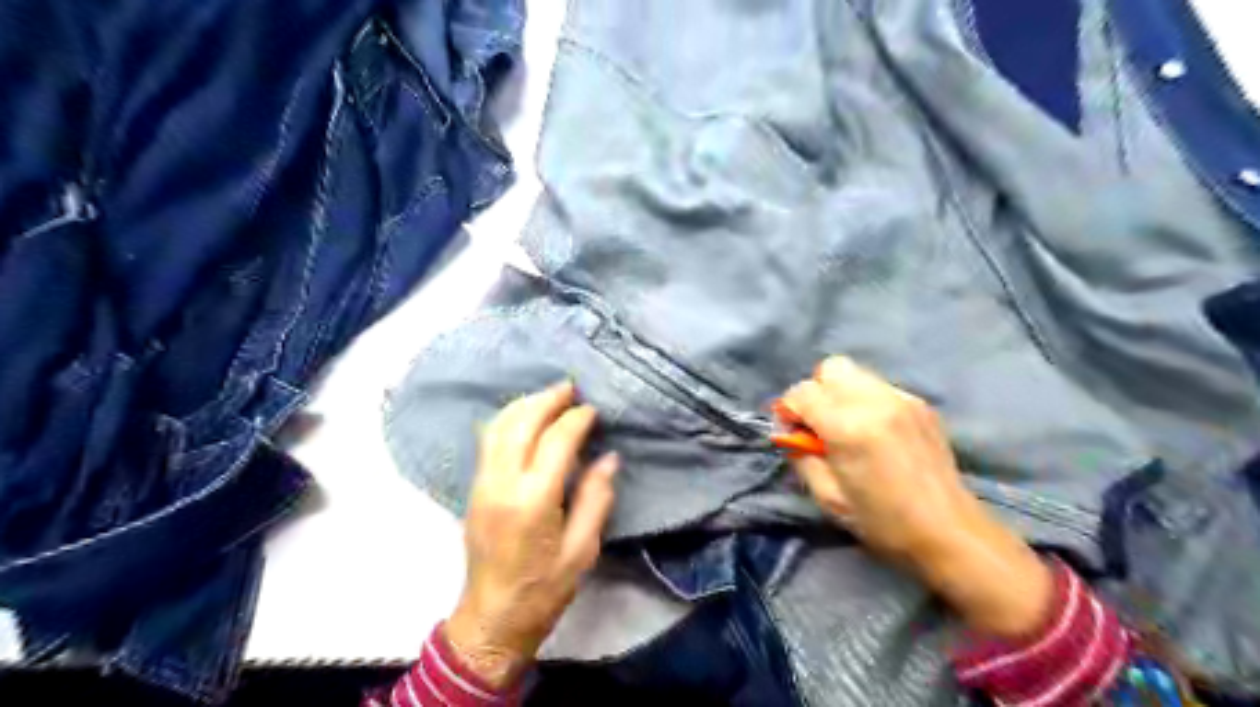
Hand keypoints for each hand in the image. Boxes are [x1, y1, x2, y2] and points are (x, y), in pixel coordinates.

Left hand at [446, 384, 619, 687]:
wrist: (492, 618)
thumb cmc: (544, 589)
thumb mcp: (582, 550)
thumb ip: (596, 499)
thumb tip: (608, 458)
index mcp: (533, 501)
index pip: (556, 441)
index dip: (576, 420)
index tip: (592, 411)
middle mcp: (502, 484)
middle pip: (521, 423)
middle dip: (547, 399)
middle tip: (570, 388)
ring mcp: (482, 484)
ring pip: (498, 427)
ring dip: (524, 404)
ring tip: (549, 395)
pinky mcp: (474, 489)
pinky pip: (488, 440)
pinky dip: (508, 419)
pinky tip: (525, 417)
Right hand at [784, 360, 1054, 641]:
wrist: (950, 532)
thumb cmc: (882, 522)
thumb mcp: (828, 497)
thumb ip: (801, 457)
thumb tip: (788, 433)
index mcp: (848, 428)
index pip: (802, 392)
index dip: (789, 411)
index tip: (793, 433)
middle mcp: (875, 402)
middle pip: (829, 369)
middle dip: (816, 392)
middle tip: (819, 424)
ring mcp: (902, 398)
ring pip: (855, 373)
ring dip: (840, 393)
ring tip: (846, 426)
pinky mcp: (920, 403)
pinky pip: (879, 386)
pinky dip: (865, 400)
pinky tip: (874, 430)